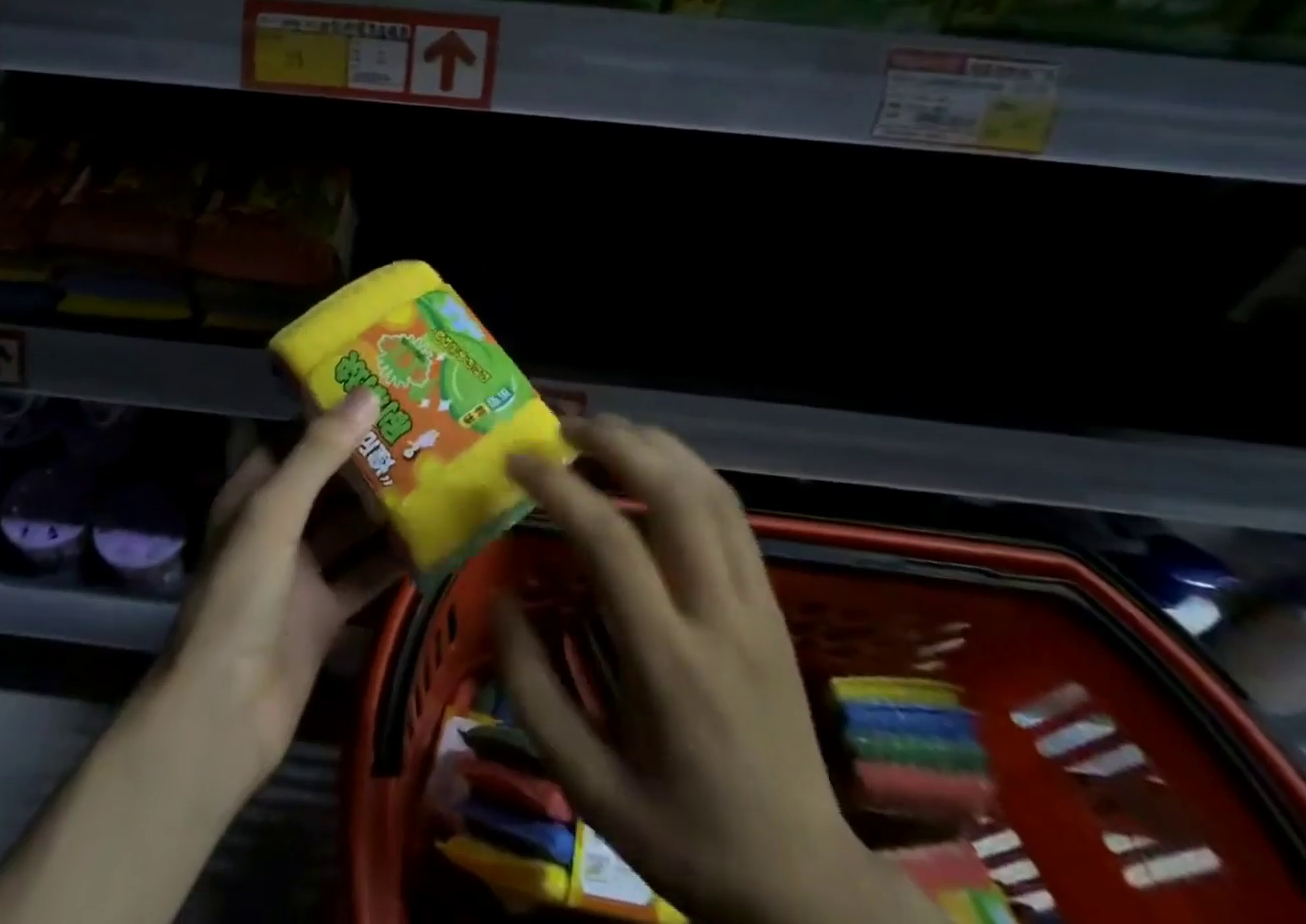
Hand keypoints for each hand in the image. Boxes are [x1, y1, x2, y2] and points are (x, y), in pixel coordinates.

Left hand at [161, 389, 398, 800]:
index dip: (331, 416)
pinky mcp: (324, 613)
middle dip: (369, 461)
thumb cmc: (241, 596)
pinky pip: (364, 575)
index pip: (294, 439)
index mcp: (253, 495)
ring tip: (437, 475)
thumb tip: (367, 394)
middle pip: (328, 483)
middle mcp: (276, 527)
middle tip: (423, 431)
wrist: (223, 714)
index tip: (380, 391)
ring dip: (386, 507)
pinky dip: (392, 559)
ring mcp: (301, 572)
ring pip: (350, 528)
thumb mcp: (275, 512)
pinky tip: (433, 539)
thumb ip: (319, 453)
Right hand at [496, 416, 936, 923]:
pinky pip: (731, 513)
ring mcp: (756, 603)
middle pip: (674, 492)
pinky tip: (653, 466)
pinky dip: (686, 470)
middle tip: (562, 427)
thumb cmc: (684, 836)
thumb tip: (500, 598)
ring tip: (601, 432)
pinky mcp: (772, 602)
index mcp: (669, 663)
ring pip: (710, 490)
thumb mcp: (587, 787)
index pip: (612, 539)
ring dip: (653, 445)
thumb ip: (532, 689)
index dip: (558, 486)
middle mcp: (719, 615)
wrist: (804, 884)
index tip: (517, 463)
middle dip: (614, 441)